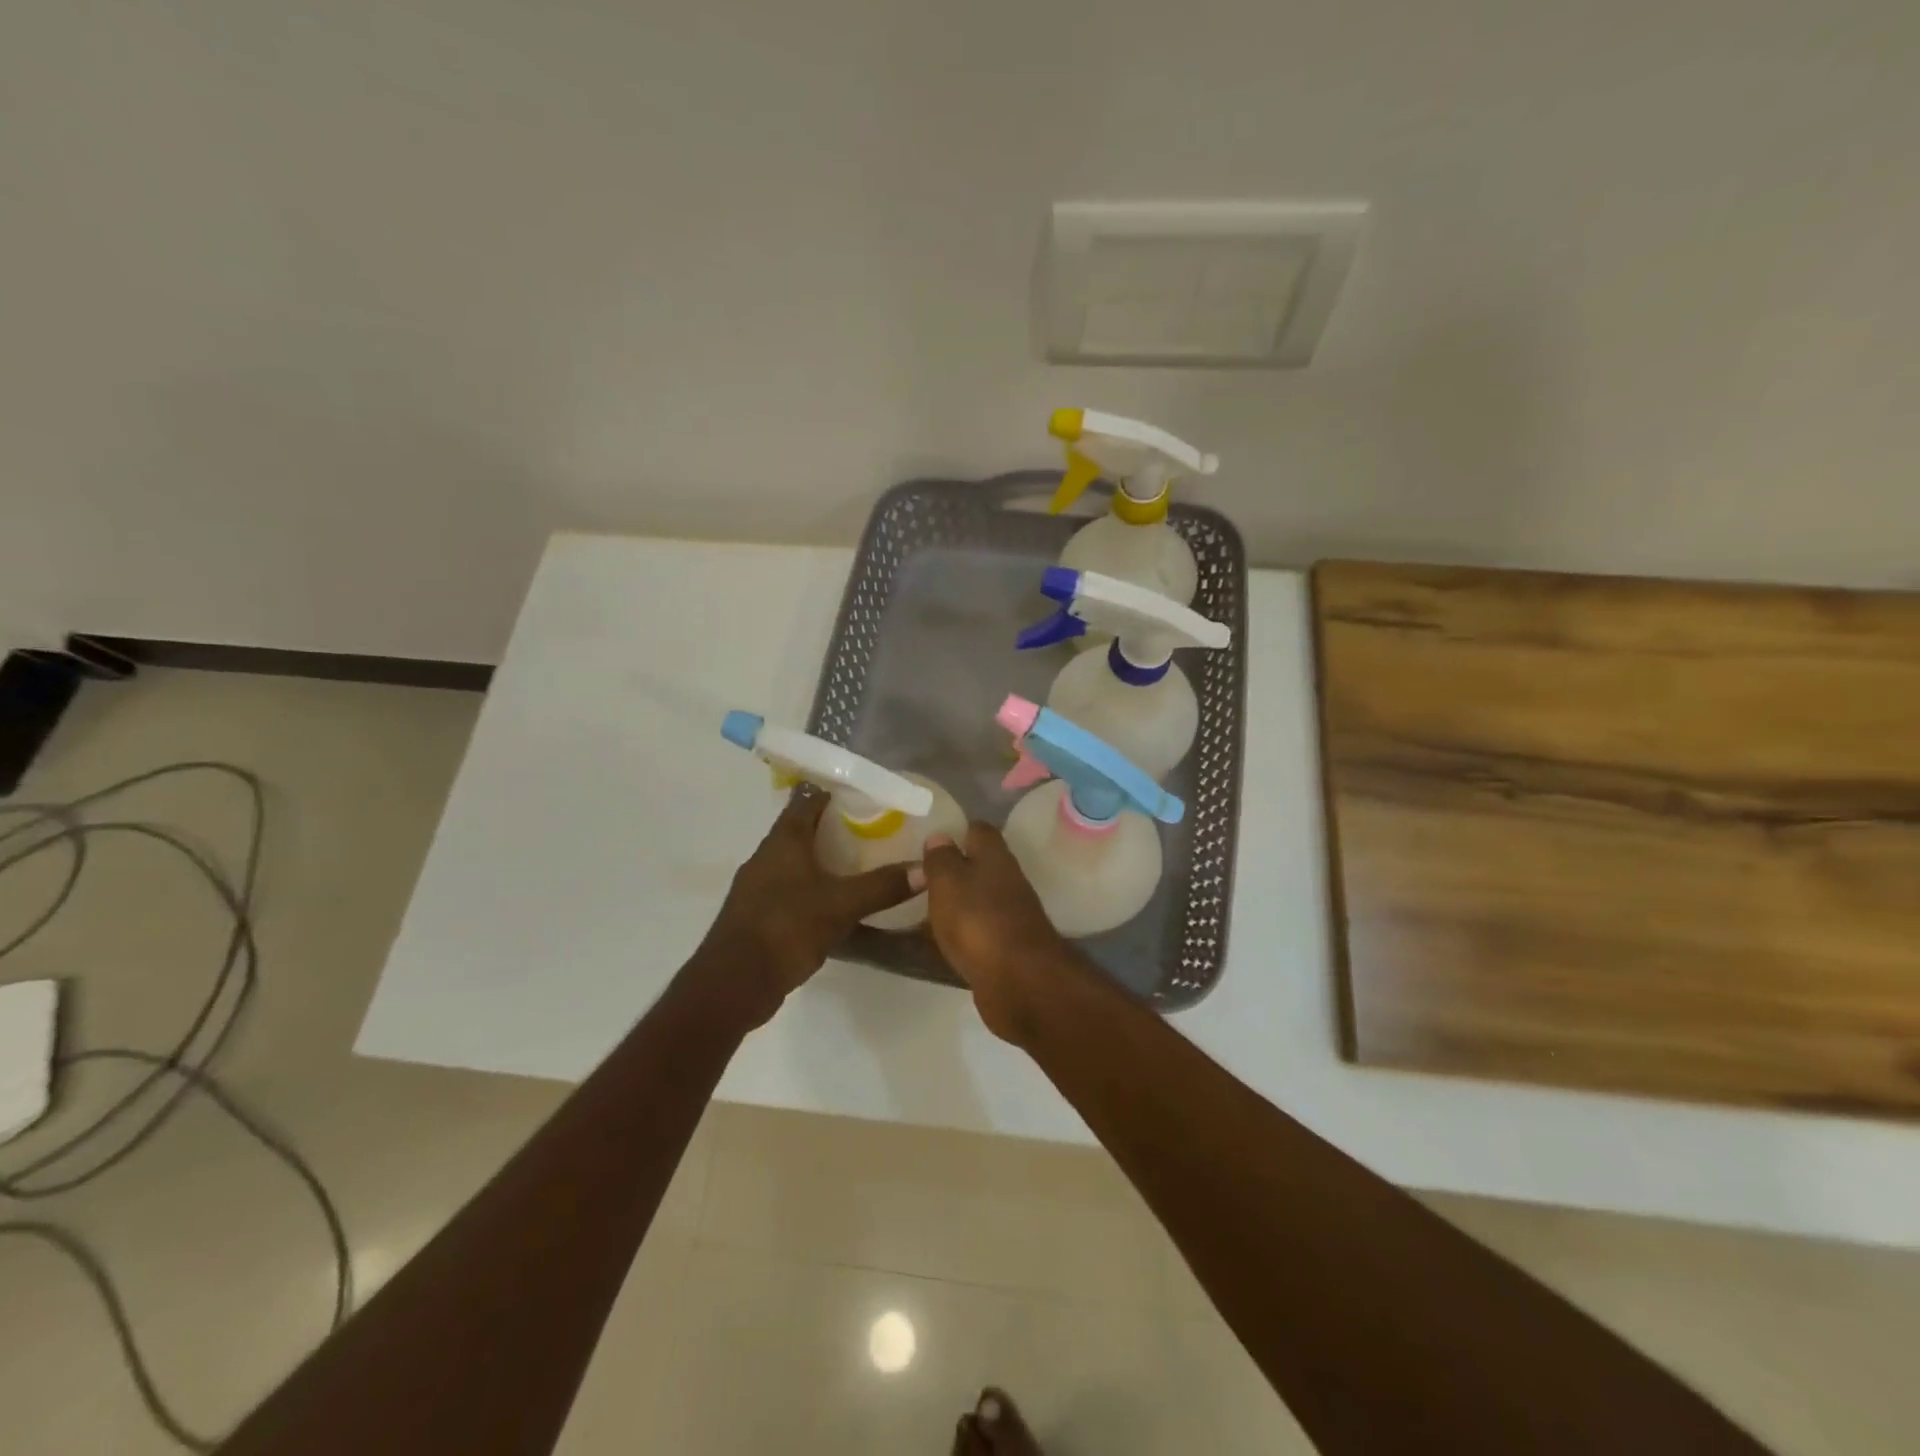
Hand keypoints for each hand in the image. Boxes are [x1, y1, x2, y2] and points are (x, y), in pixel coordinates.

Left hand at [700, 791, 914, 1022]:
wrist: (733, 983)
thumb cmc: (785, 928)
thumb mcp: (841, 905)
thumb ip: (882, 886)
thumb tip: (926, 870)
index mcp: (784, 841)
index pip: (809, 800)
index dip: (835, 792)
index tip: (866, 793)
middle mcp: (767, 856)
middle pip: (802, 829)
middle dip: (835, 826)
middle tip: (874, 828)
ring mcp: (759, 886)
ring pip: (797, 860)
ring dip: (824, 858)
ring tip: (861, 862)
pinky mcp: (758, 914)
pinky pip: (791, 888)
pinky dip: (814, 886)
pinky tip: (836, 901)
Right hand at [918, 823, 1076, 1044]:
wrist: (1020, 982)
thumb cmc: (978, 920)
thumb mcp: (948, 881)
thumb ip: (941, 858)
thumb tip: (940, 836)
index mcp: (995, 857)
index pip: (978, 830)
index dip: (956, 830)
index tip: (929, 840)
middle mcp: (1007, 881)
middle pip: (979, 866)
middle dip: (952, 870)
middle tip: (915, 877)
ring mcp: (1010, 917)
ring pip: (977, 901)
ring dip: (955, 904)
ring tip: (918, 910)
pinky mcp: (1006, 949)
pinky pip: (977, 933)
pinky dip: (959, 935)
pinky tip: (935, 943)